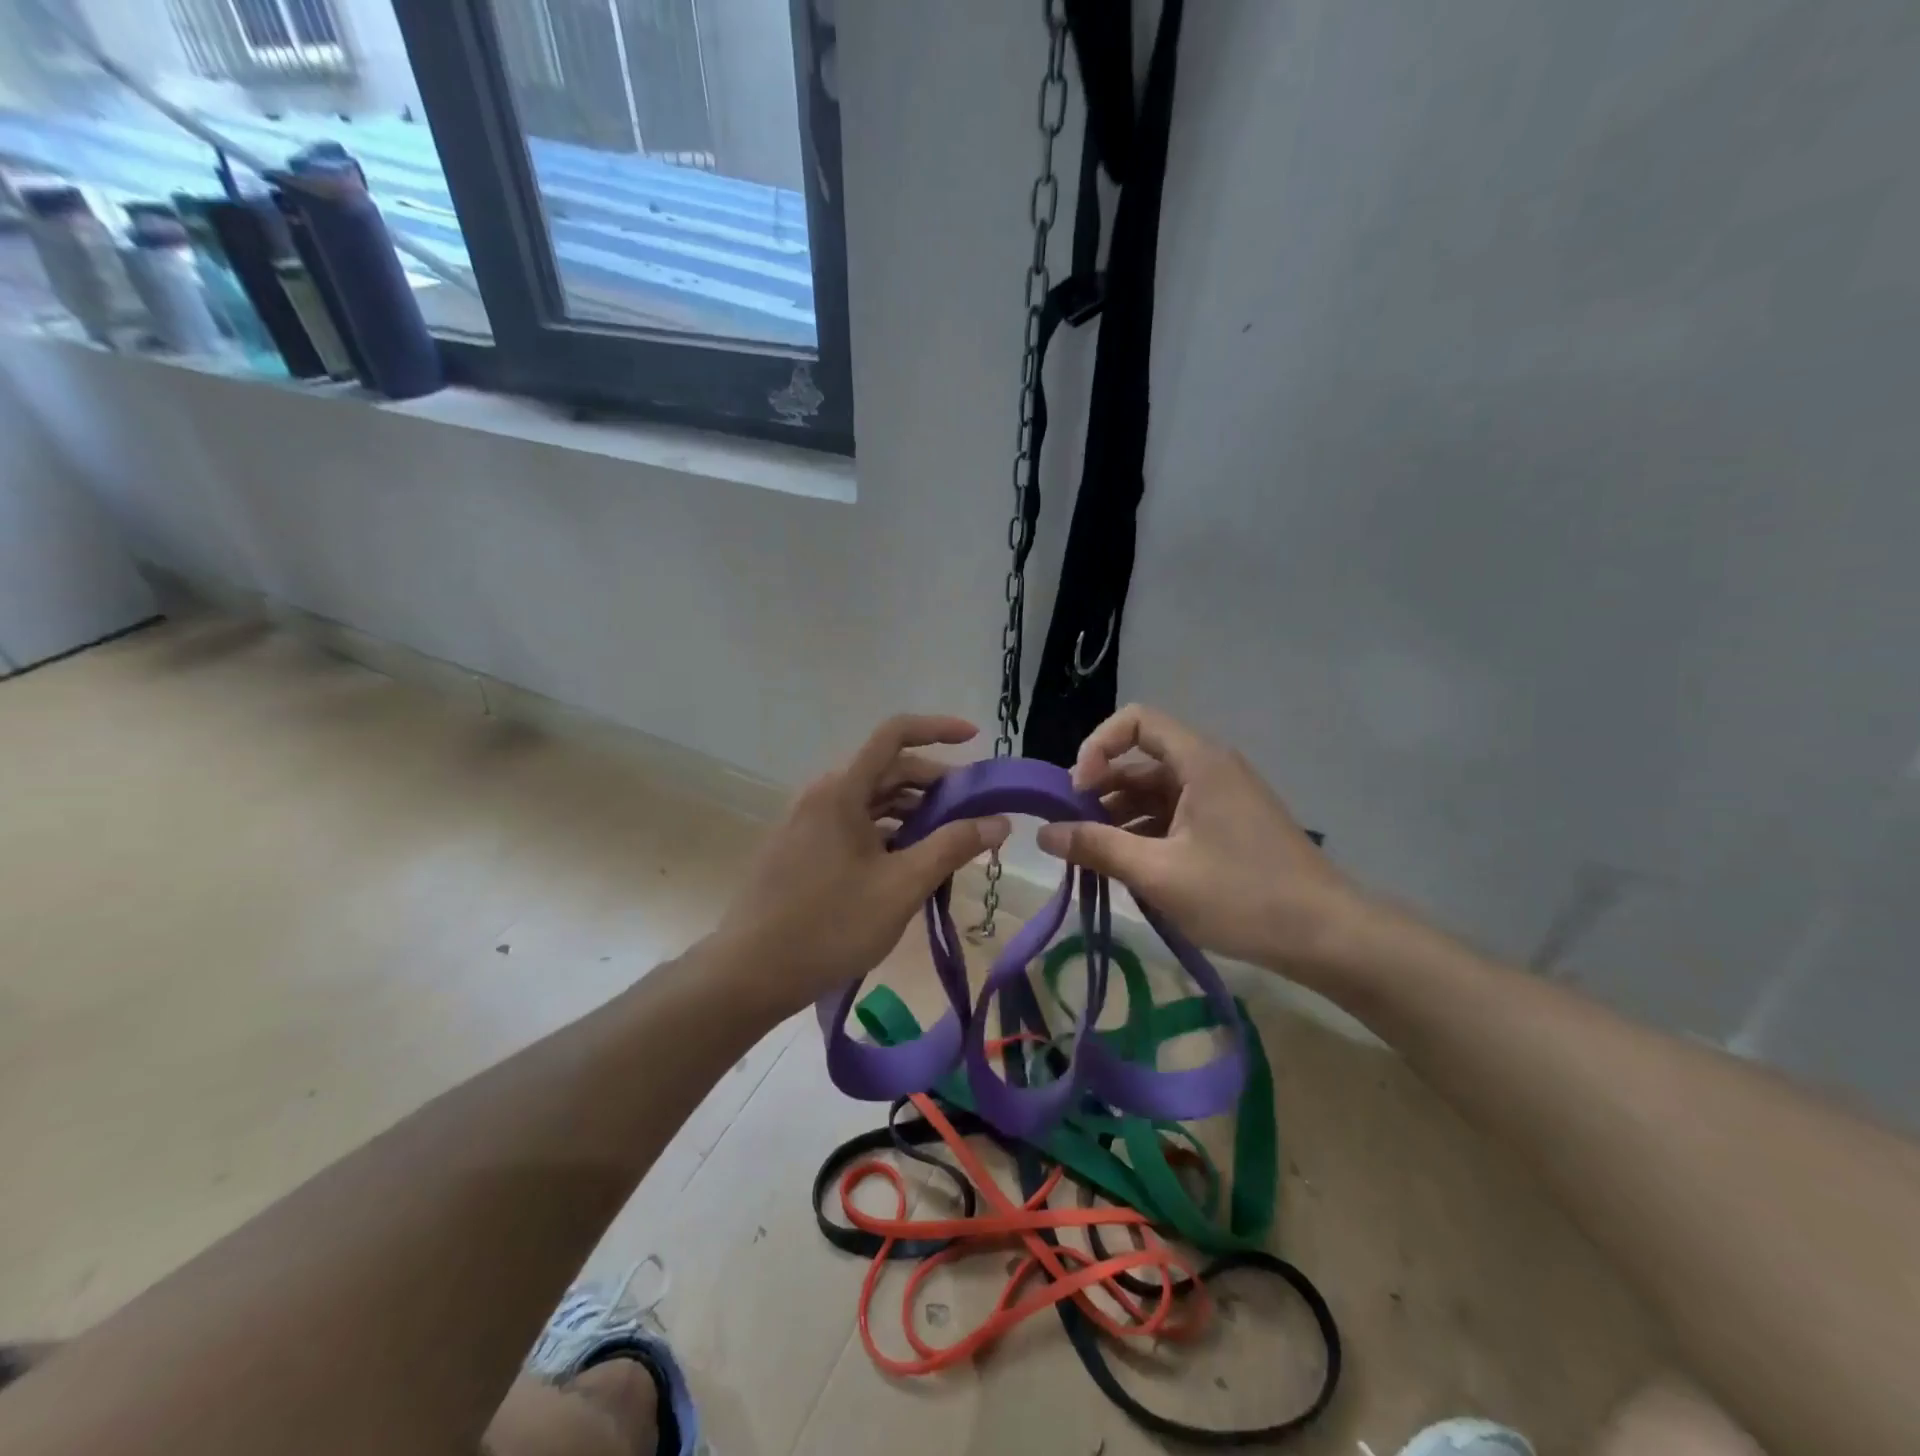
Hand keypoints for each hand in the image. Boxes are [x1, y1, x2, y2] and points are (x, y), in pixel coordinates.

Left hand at [712, 714, 1009, 1014]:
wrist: (749, 973)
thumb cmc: (830, 926)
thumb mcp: (902, 887)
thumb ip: (953, 847)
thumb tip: (999, 821)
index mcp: (842, 790)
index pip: (895, 734)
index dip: (938, 728)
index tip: (975, 738)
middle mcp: (823, 794)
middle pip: (887, 769)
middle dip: (935, 784)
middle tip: (974, 811)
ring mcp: (809, 821)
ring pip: (871, 800)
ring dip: (914, 811)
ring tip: (949, 842)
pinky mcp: (803, 847)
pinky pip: (855, 823)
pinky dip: (889, 832)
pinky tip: (910, 863)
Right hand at [1036, 705, 1364, 971]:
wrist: (1328, 936)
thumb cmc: (1242, 896)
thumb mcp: (1159, 873)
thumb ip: (1097, 848)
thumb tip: (1044, 834)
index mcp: (1199, 761)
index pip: (1135, 721)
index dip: (1097, 746)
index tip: (1077, 791)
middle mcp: (1210, 768)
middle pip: (1141, 759)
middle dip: (1100, 790)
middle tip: (1072, 831)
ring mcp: (1221, 798)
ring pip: (1155, 792)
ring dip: (1119, 817)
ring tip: (1093, 857)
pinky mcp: (1228, 825)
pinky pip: (1174, 815)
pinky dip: (1145, 833)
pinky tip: (1128, 868)